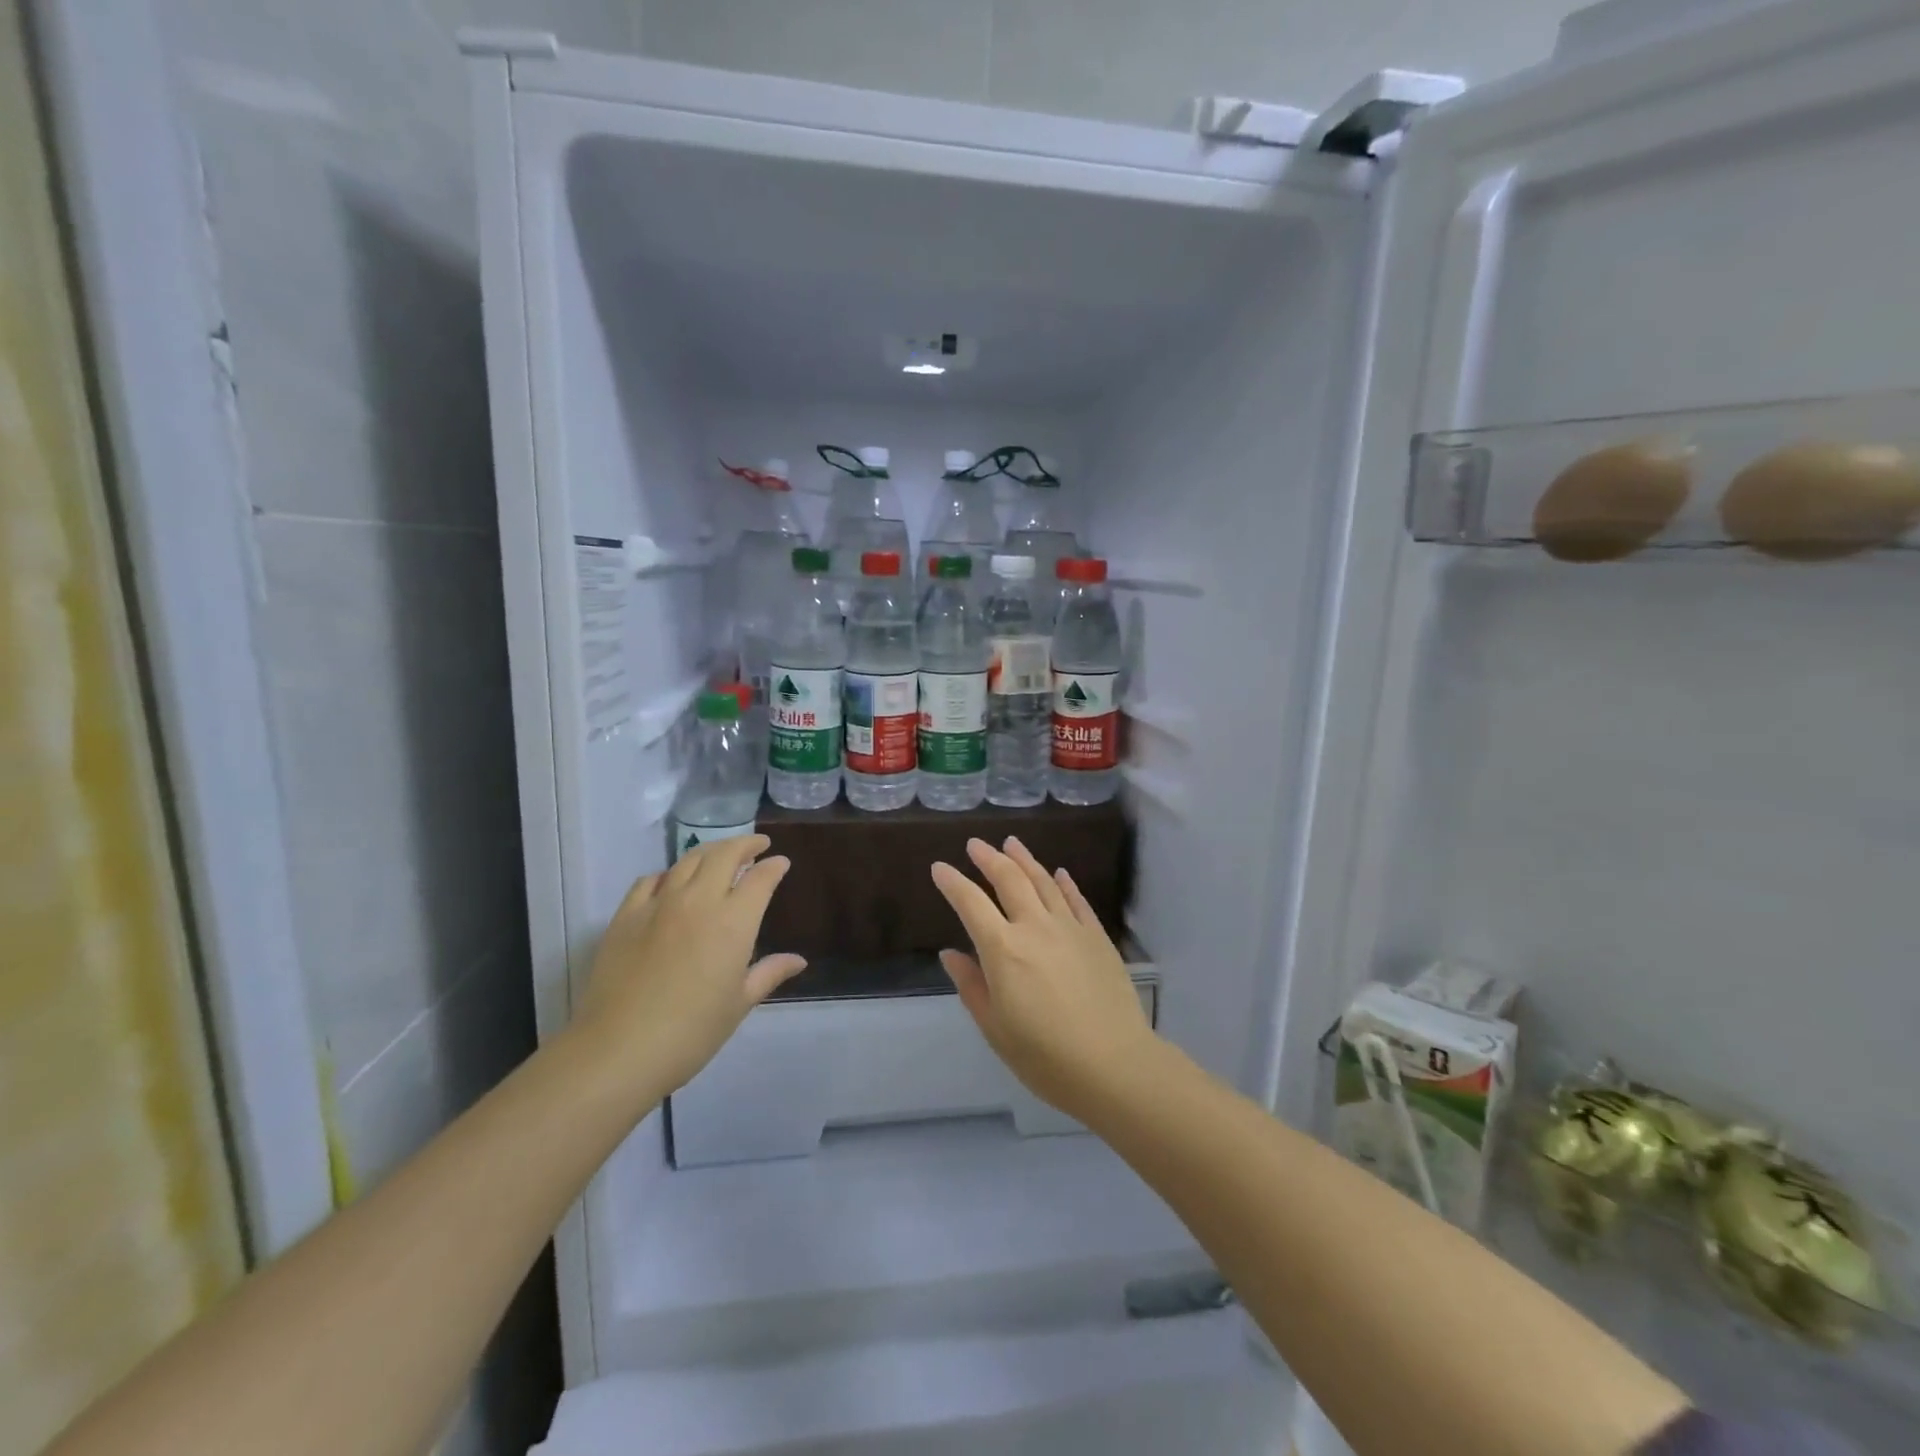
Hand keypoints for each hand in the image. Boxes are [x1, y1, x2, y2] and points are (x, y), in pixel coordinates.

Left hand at [572, 835, 805, 1101]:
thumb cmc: (692, 1032)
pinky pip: (650, 879)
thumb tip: (798, 960)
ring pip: (688, 860)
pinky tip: (671, 881)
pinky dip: (668, 873)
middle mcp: (699, 901)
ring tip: (720, 856)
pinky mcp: (626, 915)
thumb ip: (768, 973)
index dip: (774, 866)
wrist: (619, 1049)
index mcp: (734, 921)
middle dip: (745, 844)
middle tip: (757, 846)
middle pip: (725, 855)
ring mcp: (659, 904)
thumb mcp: (739, 1004)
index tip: (781, 863)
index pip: (760, 878)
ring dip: (710, 852)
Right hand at [931, 837, 1156, 1120]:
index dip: (952, 882)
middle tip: (975, 844)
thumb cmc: (1045, 1057)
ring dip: (1024, 859)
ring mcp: (1070, 928)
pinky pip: (1077, 900)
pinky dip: (1064, 882)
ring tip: (1011, 843)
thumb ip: (972, 986)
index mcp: (1003, 950)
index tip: (939, 868)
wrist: (1114, 1065)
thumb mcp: (995, 1028)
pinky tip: (1058, 873)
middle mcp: (1035, 927)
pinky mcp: (1097, 937)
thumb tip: (950, 954)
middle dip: (988, 858)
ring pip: (1044, 881)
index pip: (971, 904)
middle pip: (1009, 879)